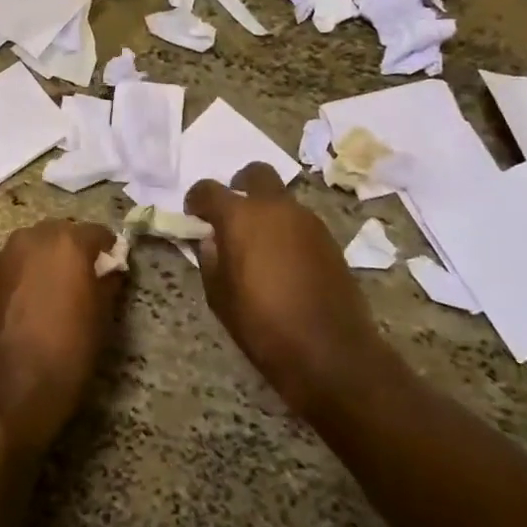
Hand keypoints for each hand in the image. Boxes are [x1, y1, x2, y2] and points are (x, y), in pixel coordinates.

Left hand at [0, 219, 122, 457]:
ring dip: (45, 263)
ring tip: (52, 296)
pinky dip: (23, 277)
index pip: (98, 233)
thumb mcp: (101, 321)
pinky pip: (12, 267)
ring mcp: (3, 255)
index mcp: (67, 242)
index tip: (112, 273)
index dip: (108, 252)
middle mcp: (32, 237)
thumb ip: (107, 283)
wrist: (5, 390)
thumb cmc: (65, 354)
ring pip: (33, 248)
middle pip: (61, 234)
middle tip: (83, 283)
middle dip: (73, 253)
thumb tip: (110, 270)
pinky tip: (26, 307)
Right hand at [186, 163, 388, 419]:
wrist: (331, 353)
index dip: (196, 199)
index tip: (194, 215)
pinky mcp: (330, 239)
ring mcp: (307, 221)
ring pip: (281, 199)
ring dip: (267, 212)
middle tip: (233, 215)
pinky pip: (300, 222)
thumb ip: (211, 259)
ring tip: (260, 245)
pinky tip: (284, 261)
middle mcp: (275, 207)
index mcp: (240, 217)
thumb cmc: (263, 325)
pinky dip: (287, 231)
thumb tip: (213, 240)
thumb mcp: (219, 297)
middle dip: (240, 186)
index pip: (209, 190)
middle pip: (256, 174)